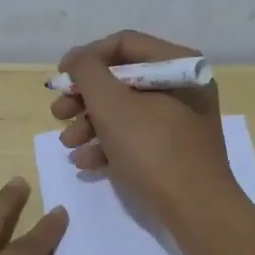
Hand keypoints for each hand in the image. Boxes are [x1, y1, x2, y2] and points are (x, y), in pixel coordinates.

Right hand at [51, 29, 238, 226]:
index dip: (86, 57)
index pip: (123, 44)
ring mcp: (181, 120)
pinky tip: (85, 162)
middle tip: (58, 114)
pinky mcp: (175, 150)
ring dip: (90, 124)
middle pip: (122, 79)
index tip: (60, 78)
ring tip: (68, 143)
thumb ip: (87, 72)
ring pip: (125, 111)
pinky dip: (109, 145)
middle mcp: (183, 86)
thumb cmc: (153, 150)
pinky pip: (136, 136)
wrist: (196, 210)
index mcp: (178, 64)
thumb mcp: (111, 105)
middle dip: (84, 98)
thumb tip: (75, 57)